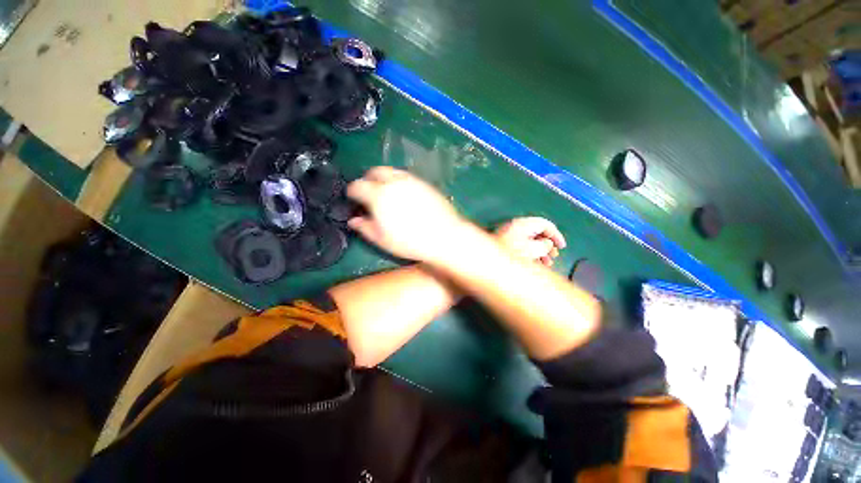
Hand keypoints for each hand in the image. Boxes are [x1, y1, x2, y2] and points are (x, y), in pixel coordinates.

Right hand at [347, 167, 467, 261]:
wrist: (444, 236)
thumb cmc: (410, 241)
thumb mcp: (383, 240)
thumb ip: (365, 228)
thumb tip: (353, 220)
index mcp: (379, 195)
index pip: (358, 186)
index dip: (352, 192)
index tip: (353, 199)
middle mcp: (393, 182)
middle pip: (375, 171)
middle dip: (368, 179)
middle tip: (368, 192)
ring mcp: (411, 180)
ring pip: (391, 171)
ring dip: (383, 178)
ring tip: (386, 192)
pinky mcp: (424, 183)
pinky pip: (406, 176)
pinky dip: (399, 181)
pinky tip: (404, 194)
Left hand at [495, 217, 565, 266]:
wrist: (486, 260)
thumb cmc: (509, 254)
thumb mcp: (533, 250)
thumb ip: (545, 245)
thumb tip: (547, 244)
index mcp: (523, 224)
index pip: (545, 224)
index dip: (556, 235)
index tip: (562, 246)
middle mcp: (516, 227)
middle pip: (537, 233)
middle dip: (547, 245)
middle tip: (553, 256)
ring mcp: (508, 235)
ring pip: (529, 241)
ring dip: (539, 252)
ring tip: (545, 263)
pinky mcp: (504, 244)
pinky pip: (521, 246)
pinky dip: (529, 253)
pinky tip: (533, 264)